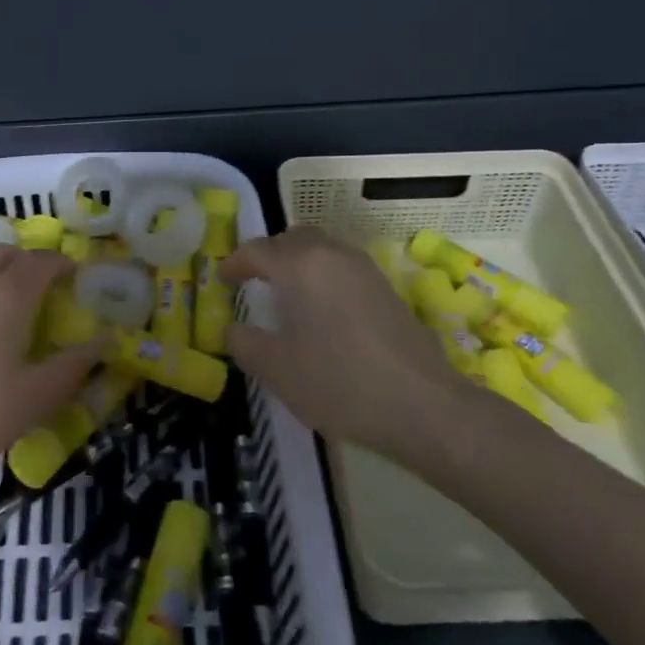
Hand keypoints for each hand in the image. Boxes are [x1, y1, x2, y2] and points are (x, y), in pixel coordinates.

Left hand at [0, 244, 97, 493]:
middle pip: (3, 251)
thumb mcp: (37, 397)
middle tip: (45, 284)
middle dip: (27, 259)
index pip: (40, 262)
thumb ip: (74, 366)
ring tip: (11, 300)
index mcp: (7, 295)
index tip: (76, 276)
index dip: (61, 263)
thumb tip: (105, 343)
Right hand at [221, 228, 484, 462]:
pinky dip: (323, 276)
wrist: (422, 405)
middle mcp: (331, 254)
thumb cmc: (338, 382)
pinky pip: (342, 267)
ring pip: (321, 250)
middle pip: (292, 239)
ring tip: (287, 296)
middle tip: (253, 282)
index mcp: (300, 265)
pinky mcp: (385, 287)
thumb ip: (245, 343)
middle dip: (269, 255)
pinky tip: (322, 312)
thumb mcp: (276, 369)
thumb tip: (234, 330)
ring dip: (299, 263)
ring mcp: (363, 268)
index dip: (234, 263)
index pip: (256, 250)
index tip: (222, 280)